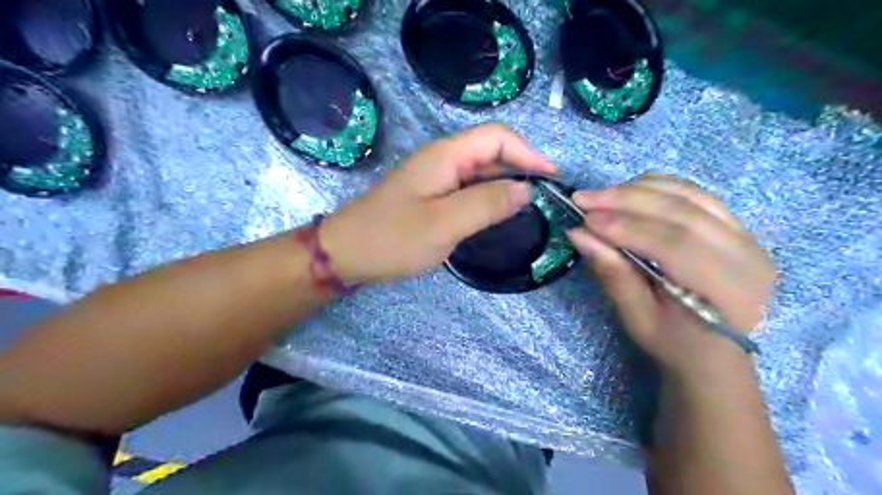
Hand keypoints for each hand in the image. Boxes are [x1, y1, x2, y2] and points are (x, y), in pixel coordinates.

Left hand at [318, 123, 552, 284]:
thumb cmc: (392, 238)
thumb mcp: (444, 223)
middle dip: (520, 168)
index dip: (527, 153)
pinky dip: (487, 198)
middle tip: (544, 198)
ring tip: (528, 208)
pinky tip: (497, 215)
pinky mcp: (431, 195)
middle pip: (490, 151)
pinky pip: (467, 189)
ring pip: (480, 172)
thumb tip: (525, 190)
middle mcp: (442, 159)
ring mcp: (435, 178)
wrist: (346, 253)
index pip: (496, 137)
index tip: (550, 179)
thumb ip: (487, 204)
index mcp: (445, 156)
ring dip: (505, 185)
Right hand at [568, 172, 773, 373]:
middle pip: (682, 212)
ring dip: (638, 189)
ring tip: (600, 195)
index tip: (585, 219)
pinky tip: (628, 192)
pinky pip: (694, 194)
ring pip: (688, 195)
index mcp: (728, 290)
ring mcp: (746, 235)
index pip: (675, 245)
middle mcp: (746, 255)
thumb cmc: (674, 343)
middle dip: (626, 200)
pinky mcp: (735, 225)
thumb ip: (612, 273)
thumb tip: (578, 233)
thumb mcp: (637, 318)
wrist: (714, 351)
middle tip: (583, 198)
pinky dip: (657, 187)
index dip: (627, 227)